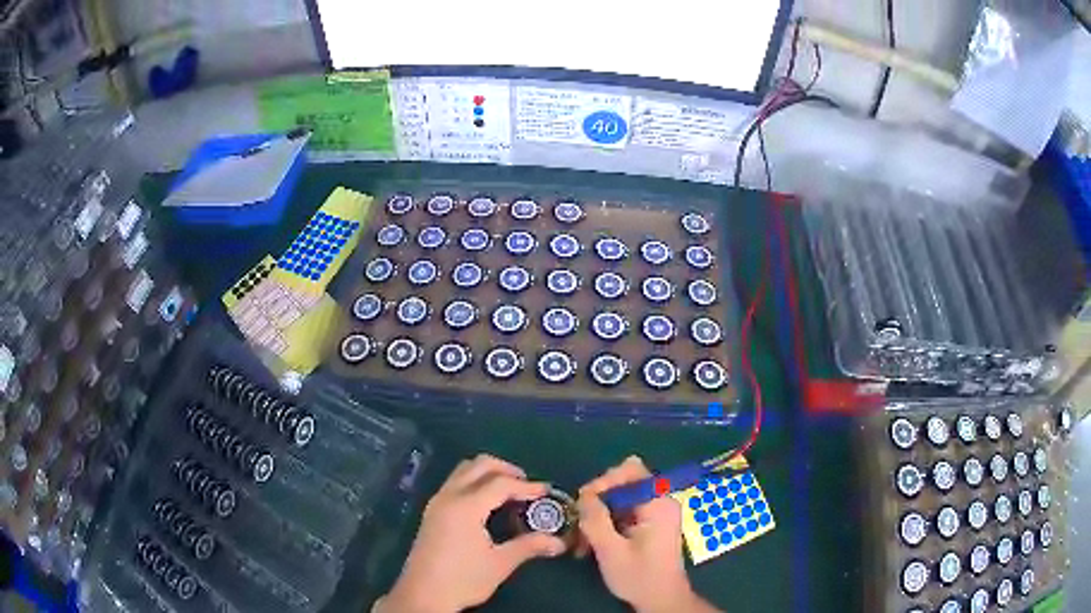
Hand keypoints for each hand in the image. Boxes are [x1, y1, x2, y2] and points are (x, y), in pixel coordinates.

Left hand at [377, 455, 566, 612]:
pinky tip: (488, 504)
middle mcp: (448, 496)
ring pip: (464, 471)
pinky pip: (455, 482)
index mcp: (465, 506)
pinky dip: (475, 482)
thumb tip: (559, 542)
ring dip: (488, 473)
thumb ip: (529, 546)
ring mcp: (437, 502)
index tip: (547, 492)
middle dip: (506, 469)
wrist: (423, 595)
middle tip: (527, 485)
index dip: (527, 486)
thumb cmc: (463, 579)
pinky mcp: (432, 512)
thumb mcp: (500, 564)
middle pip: (479, 465)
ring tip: (509, 492)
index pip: (500, 483)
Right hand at [577, 456, 719, 612]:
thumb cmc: (639, 577)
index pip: (631, 470)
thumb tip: (584, 495)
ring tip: (582, 541)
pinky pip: (624, 512)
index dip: (605, 481)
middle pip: (623, 484)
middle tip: (580, 524)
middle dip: (597, 502)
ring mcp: (656, 512)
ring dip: (598, 516)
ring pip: (620, 499)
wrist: (661, 600)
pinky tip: (593, 544)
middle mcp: (660, 501)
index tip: (584, 503)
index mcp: (658, 503)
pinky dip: (607, 524)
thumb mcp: (611, 550)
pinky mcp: (650, 524)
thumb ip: (596, 519)